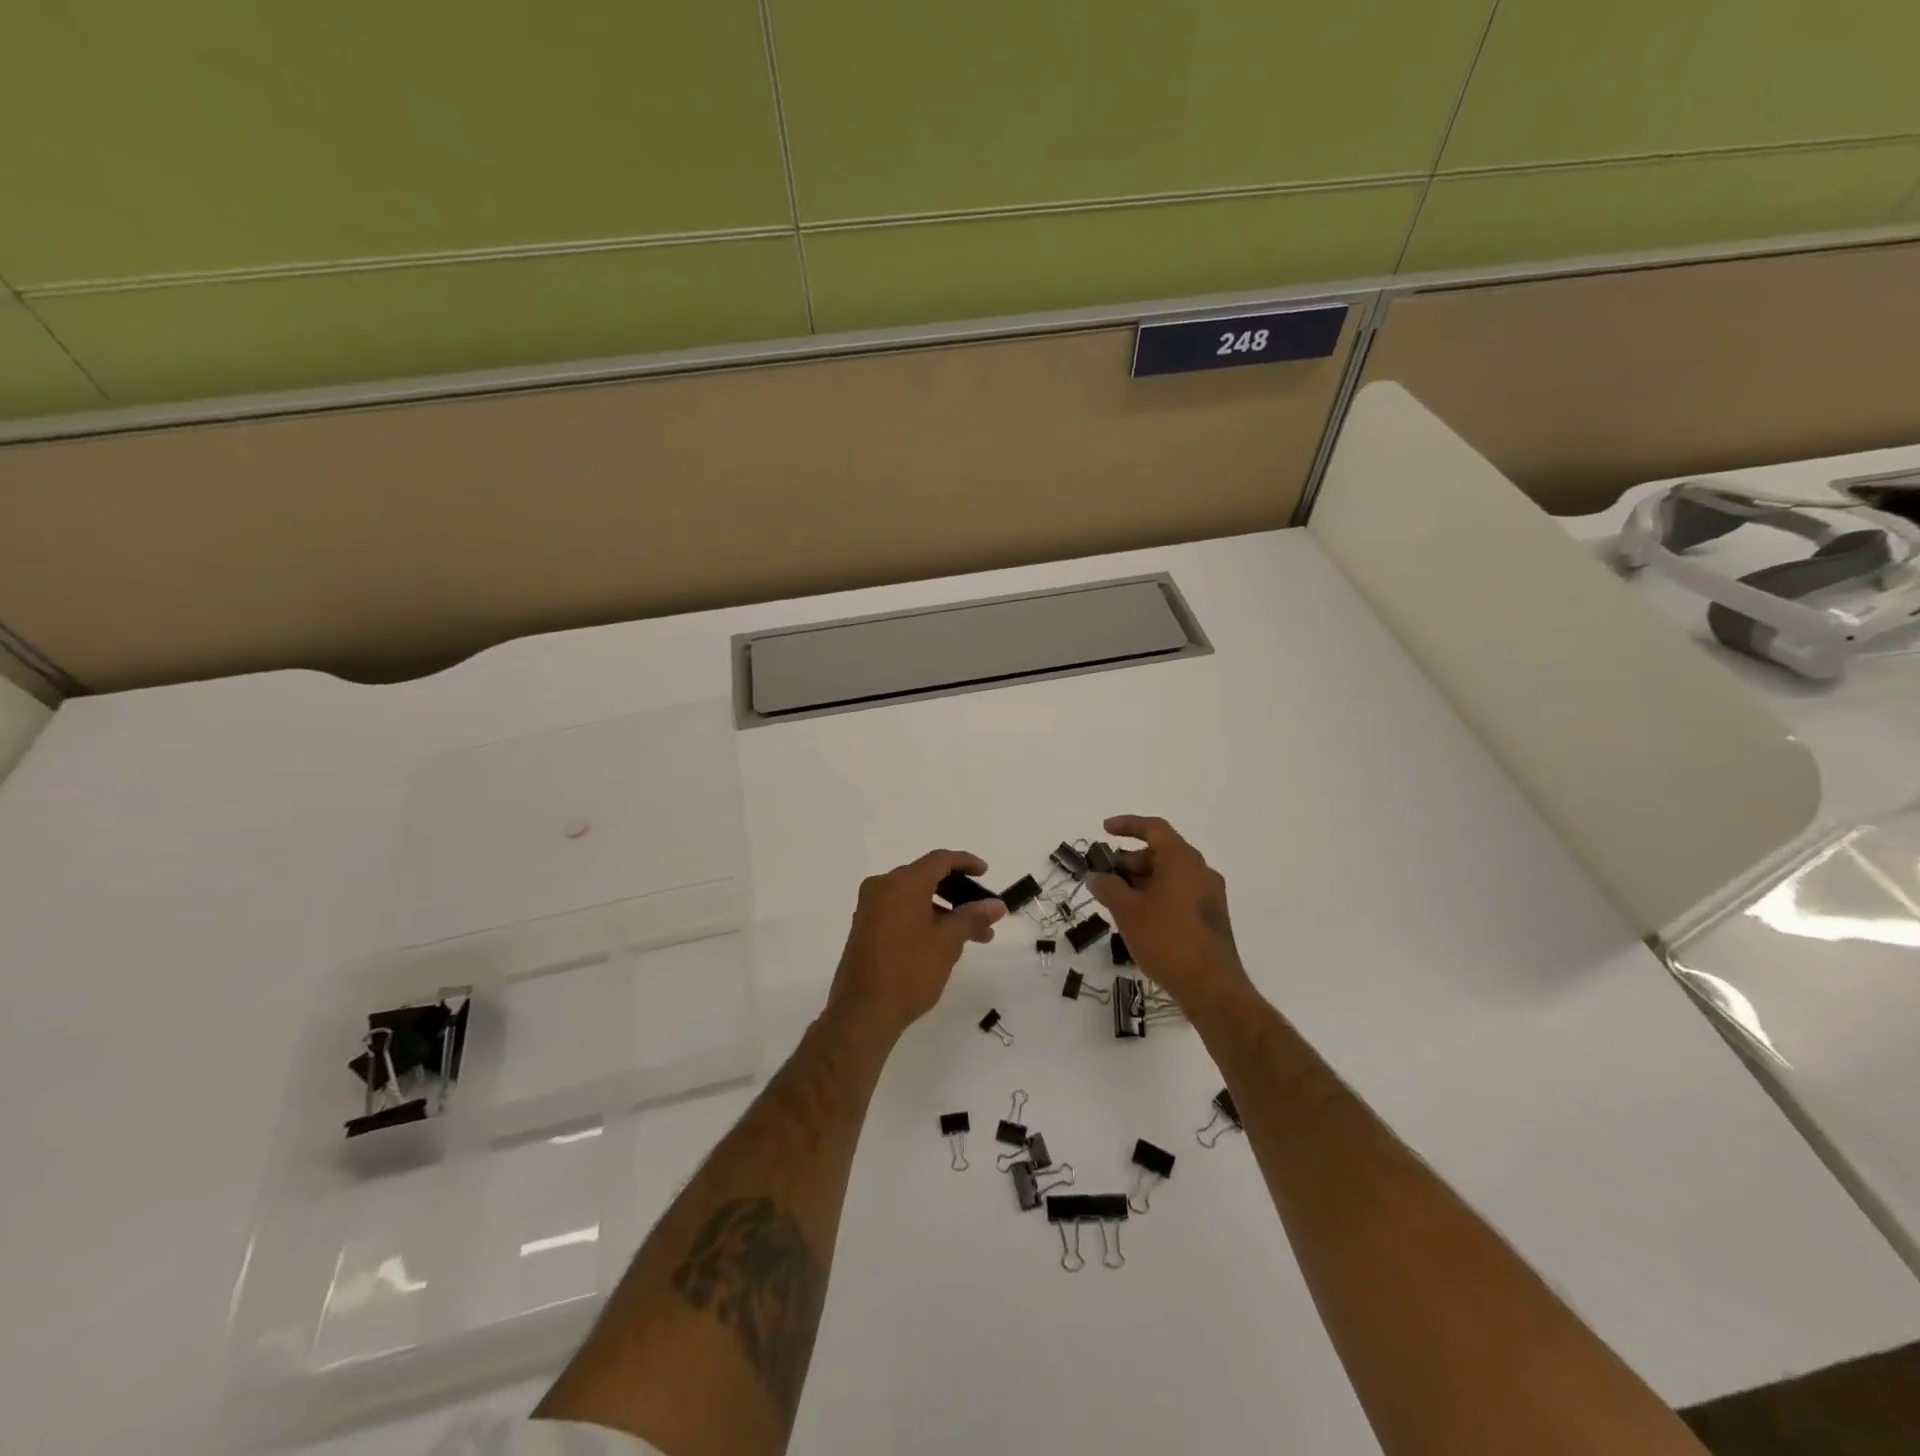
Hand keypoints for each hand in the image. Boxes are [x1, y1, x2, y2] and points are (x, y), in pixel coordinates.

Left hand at [826, 849, 1005, 1043]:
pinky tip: (943, 942)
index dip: (966, 862)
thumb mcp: (947, 943)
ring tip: (971, 936)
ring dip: (944, 910)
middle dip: (958, 893)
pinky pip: (900, 910)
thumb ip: (972, 917)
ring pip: (914, 897)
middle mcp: (882, 887)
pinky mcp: (865, 927)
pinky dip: (924, 917)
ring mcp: (870, 908)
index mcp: (902, 883)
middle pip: (926, 877)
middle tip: (983, 912)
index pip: (939, 860)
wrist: (862, 1014)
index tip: (986, 872)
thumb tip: (996, 905)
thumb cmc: (909, 972)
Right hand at [1087, 815, 1251, 1014]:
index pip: (1154, 828)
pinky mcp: (1211, 917)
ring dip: (1141, 880)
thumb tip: (1095, 876)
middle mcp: (1200, 870)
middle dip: (1129, 860)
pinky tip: (1138, 918)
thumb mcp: (1128, 911)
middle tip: (1104, 876)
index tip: (1104, 829)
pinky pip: (1179, 893)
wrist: (1212, 987)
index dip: (1127, 825)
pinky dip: (1156, 895)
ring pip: (1170, 875)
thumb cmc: (1167, 939)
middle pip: (1161, 852)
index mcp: (1182, 859)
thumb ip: (1108, 888)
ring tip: (1116, 900)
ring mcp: (1209, 895)